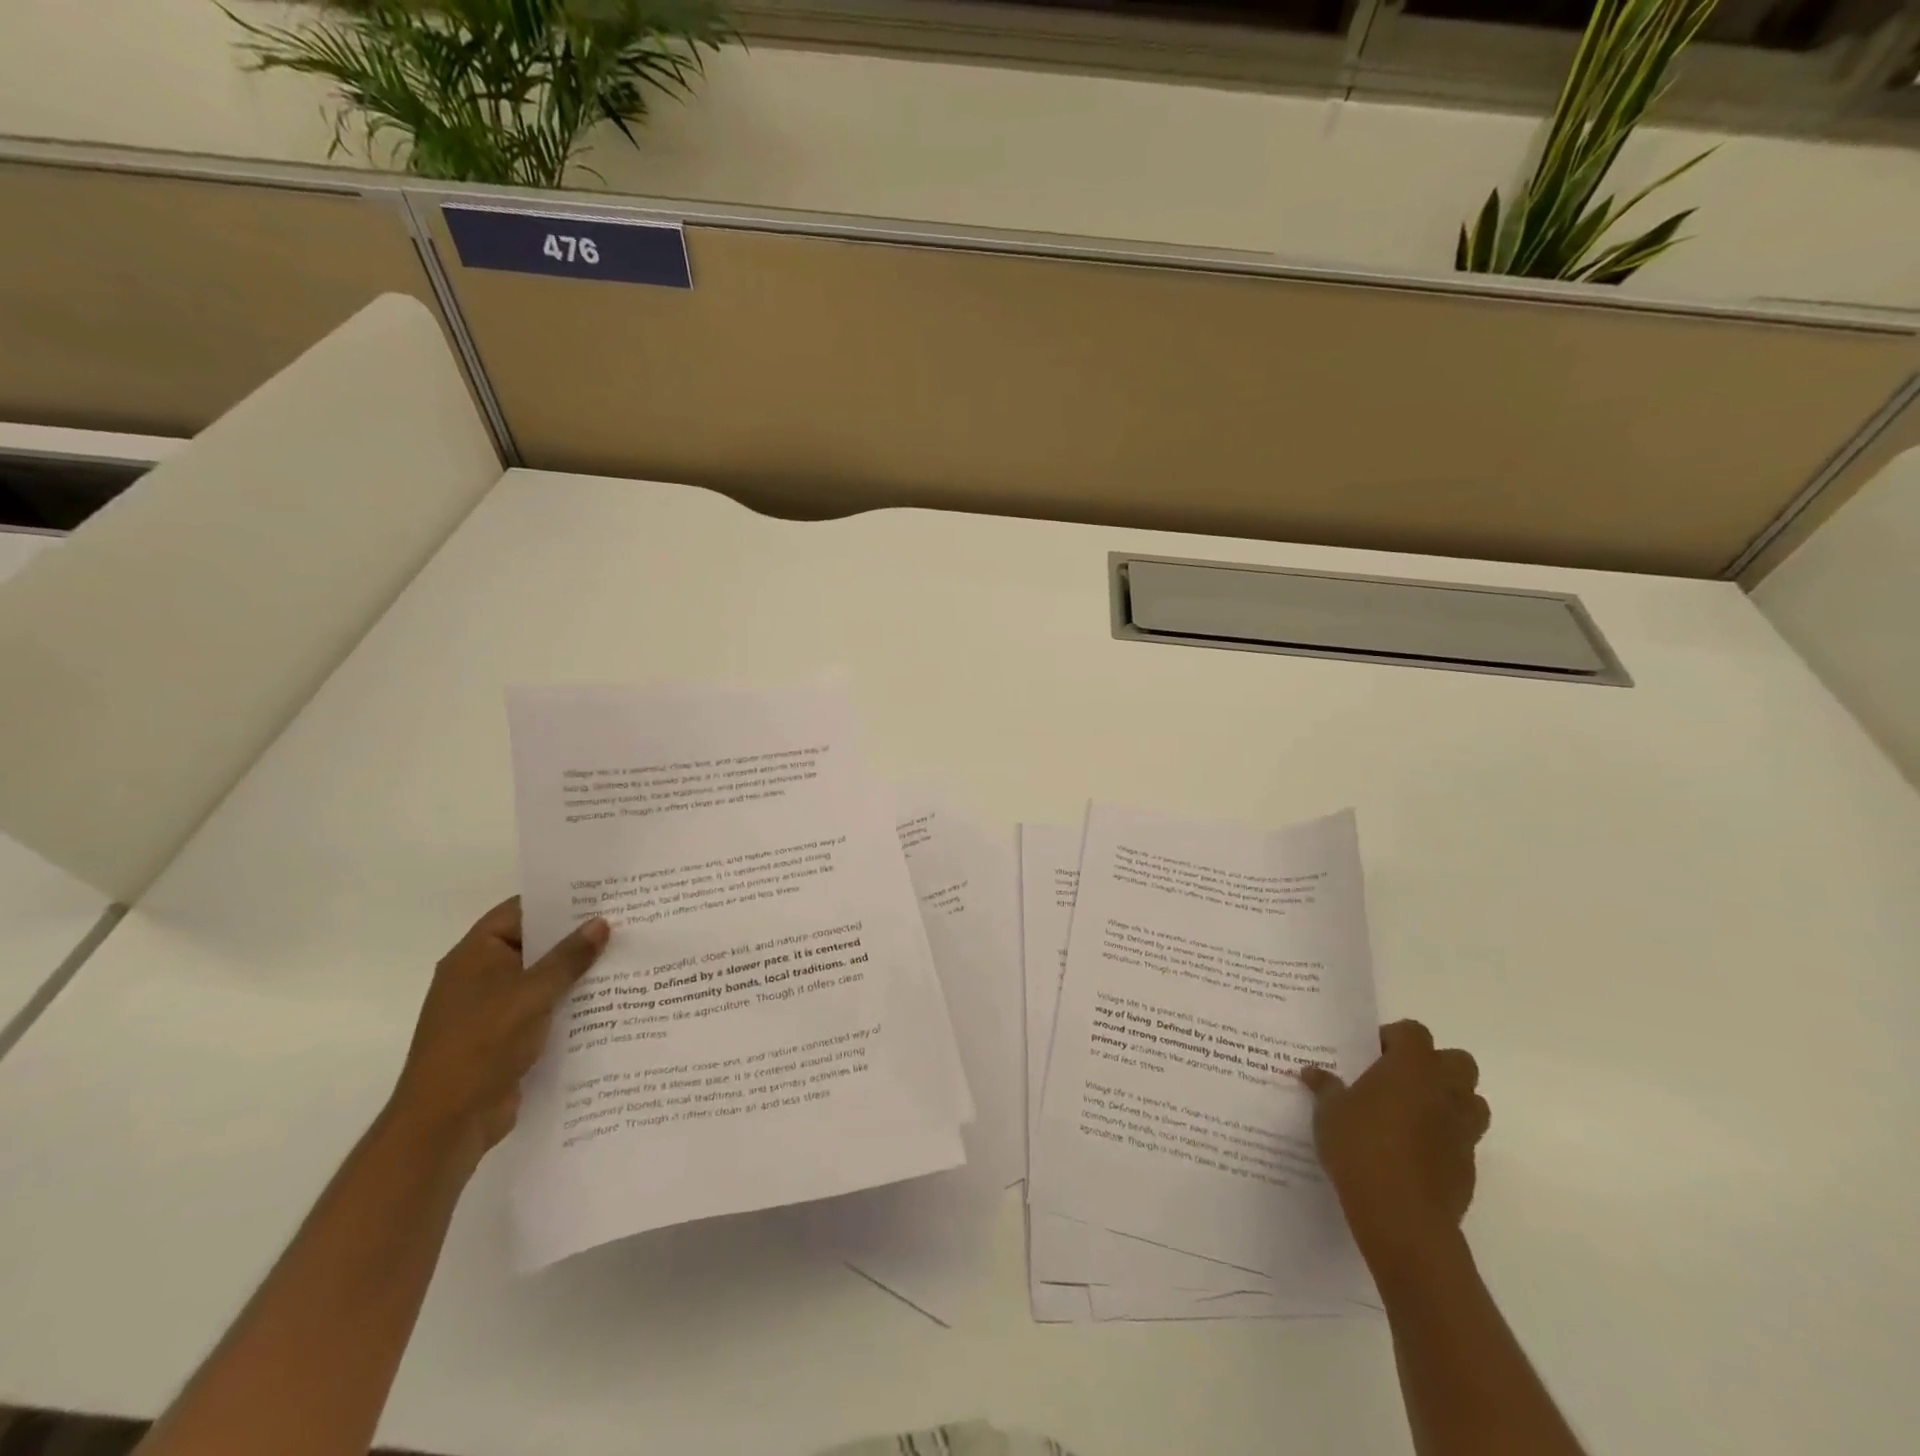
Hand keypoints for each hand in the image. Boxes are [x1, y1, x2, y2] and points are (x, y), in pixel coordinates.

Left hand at [385, 898, 609, 1166]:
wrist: (447, 1123)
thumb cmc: (482, 1044)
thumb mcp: (532, 994)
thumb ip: (569, 958)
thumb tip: (601, 922)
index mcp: (476, 955)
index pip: (520, 911)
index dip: (558, 899)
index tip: (601, 892)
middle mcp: (482, 975)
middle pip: (534, 943)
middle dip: (576, 936)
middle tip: (625, 921)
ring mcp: (493, 1008)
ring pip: (543, 978)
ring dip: (577, 972)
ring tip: (626, 956)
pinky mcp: (507, 1037)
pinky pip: (544, 1008)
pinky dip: (570, 1002)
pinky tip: (609, 999)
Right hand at [1302, 1020, 1490, 1278]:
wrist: (1401, 1215)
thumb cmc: (1360, 1147)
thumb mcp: (1329, 1112)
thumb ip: (1326, 1088)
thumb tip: (1313, 1073)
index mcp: (1411, 1067)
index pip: (1413, 1031)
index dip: (1394, 1037)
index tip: (1371, 1053)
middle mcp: (1444, 1090)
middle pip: (1457, 1061)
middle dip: (1434, 1065)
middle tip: (1398, 1079)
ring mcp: (1463, 1129)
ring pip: (1471, 1100)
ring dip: (1448, 1100)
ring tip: (1412, 1113)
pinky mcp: (1469, 1165)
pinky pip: (1464, 1138)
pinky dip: (1445, 1137)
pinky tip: (1413, 1152)